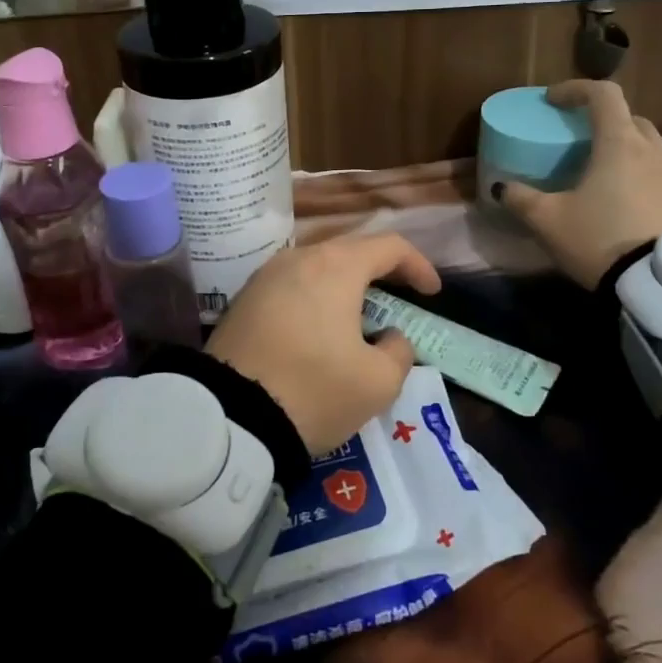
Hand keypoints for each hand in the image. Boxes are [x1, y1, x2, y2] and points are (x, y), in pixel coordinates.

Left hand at [206, 234, 441, 453]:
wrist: (230, 416)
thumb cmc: (314, 390)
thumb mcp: (378, 383)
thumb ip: (398, 351)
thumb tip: (389, 337)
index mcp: (336, 267)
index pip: (389, 246)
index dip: (418, 265)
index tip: (431, 293)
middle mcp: (298, 258)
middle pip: (350, 251)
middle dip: (381, 273)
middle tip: (399, 300)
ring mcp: (265, 276)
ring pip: (317, 268)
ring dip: (344, 287)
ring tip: (358, 318)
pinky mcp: (244, 299)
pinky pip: (291, 287)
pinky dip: (315, 299)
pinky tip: (319, 330)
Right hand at [495, 80, 661, 288]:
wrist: (661, 284)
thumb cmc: (601, 238)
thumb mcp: (548, 221)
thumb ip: (521, 199)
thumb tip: (502, 188)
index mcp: (619, 142)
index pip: (602, 94)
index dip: (575, 89)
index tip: (552, 101)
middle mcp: (651, 149)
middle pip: (628, 117)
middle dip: (601, 119)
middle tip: (577, 137)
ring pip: (647, 144)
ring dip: (622, 146)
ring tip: (598, 169)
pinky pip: (658, 172)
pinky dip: (637, 172)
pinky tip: (620, 198)